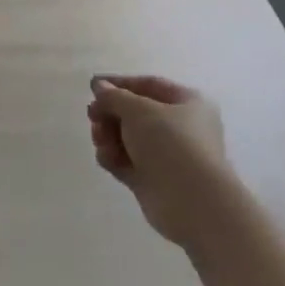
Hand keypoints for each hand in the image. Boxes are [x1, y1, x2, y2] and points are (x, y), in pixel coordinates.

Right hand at [87, 74, 227, 248]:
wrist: (192, 202)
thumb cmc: (171, 143)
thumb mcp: (138, 110)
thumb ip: (114, 96)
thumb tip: (99, 86)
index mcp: (188, 103)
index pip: (149, 85)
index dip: (119, 83)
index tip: (92, 87)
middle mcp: (180, 127)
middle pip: (135, 113)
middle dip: (110, 114)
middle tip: (92, 116)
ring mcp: (166, 156)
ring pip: (128, 138)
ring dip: (108, 136)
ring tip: (100, 141)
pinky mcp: (153, 180)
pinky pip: (127, 161)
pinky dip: (113, 157)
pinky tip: (106, 158)